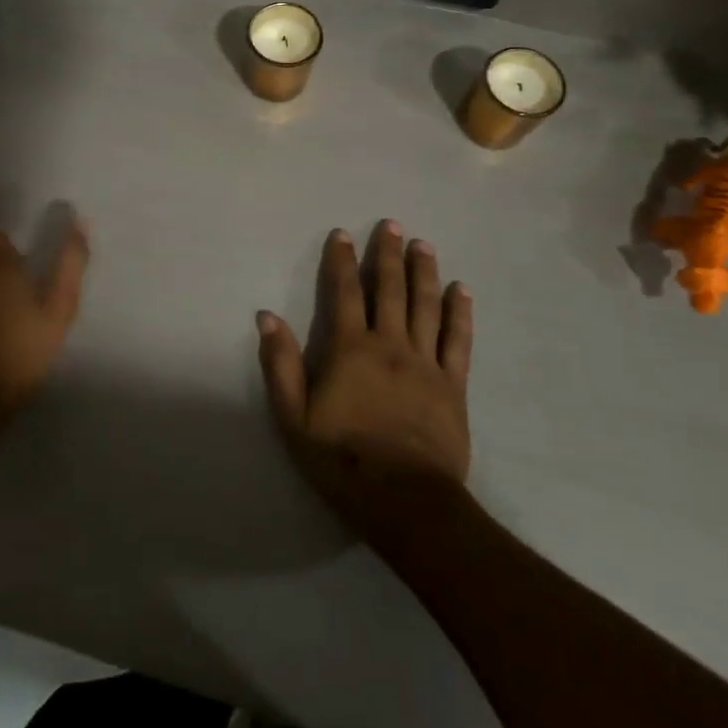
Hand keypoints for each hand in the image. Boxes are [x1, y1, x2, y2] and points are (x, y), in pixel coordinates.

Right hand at [256, 221, 473, 541]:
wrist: (406, 503)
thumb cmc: (342, 460)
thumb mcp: (293, 417)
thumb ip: (280, 364)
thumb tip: (267, 316)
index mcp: (351, 349)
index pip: (345, 293)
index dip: (342, 261)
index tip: (342, 234)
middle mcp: (390, 345)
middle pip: (390, 289)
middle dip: (388, 254)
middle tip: (392, 224)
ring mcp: (425, 364)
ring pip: (426, 306)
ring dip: (424, 271)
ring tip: (423, 244)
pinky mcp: (452, 385)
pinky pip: (458, 340)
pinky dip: (459, 312)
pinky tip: (460, 290)